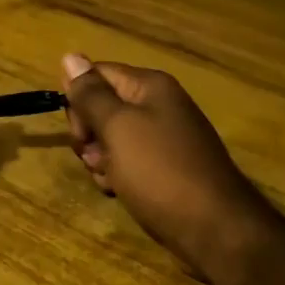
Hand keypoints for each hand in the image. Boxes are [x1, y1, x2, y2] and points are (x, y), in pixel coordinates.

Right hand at [61, 52, 271, 280]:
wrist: (213, 229)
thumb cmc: (160, 171)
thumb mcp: (118, 128)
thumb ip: (91, 94)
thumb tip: (70, 55)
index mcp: (150, 87)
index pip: (97, 74)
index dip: (79, 99)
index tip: (79, 131)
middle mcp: (159, 106)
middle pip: (102, 107)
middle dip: (89, 134)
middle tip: (95, 157)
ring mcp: (164, 139)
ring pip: (111, 139)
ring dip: (100, 159)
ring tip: (110, 180)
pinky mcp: (165, 169)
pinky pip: (128, 162)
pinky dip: (117, 176)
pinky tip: (119, 191)